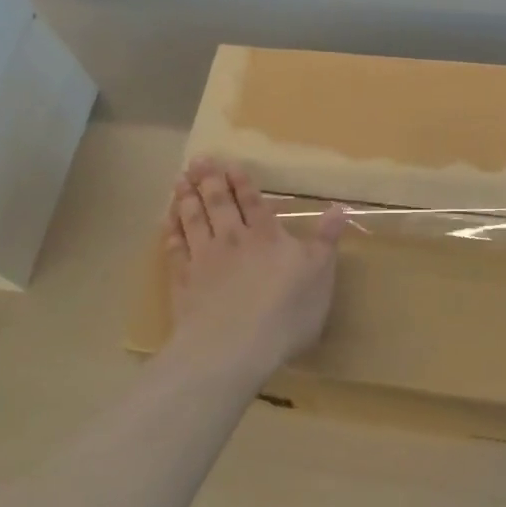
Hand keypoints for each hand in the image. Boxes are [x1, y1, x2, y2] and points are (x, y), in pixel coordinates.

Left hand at [165, 157, 347, 379]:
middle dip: (210, 180)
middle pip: (219, 204)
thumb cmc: (286, 312)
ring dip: (187, 198)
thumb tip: (339, 208)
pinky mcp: (183, 281)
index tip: (229, 164)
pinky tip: (166, 221)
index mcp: (267, 236)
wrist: (233, 347)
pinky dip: (170, 232)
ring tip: (180, 180)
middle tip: (199, 160)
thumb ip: (326, 240)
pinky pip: (175, 249)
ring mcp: (205, 259)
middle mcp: (234, 239)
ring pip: (194, 220)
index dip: (241, 182)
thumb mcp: (320, 275)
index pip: (254, 202)